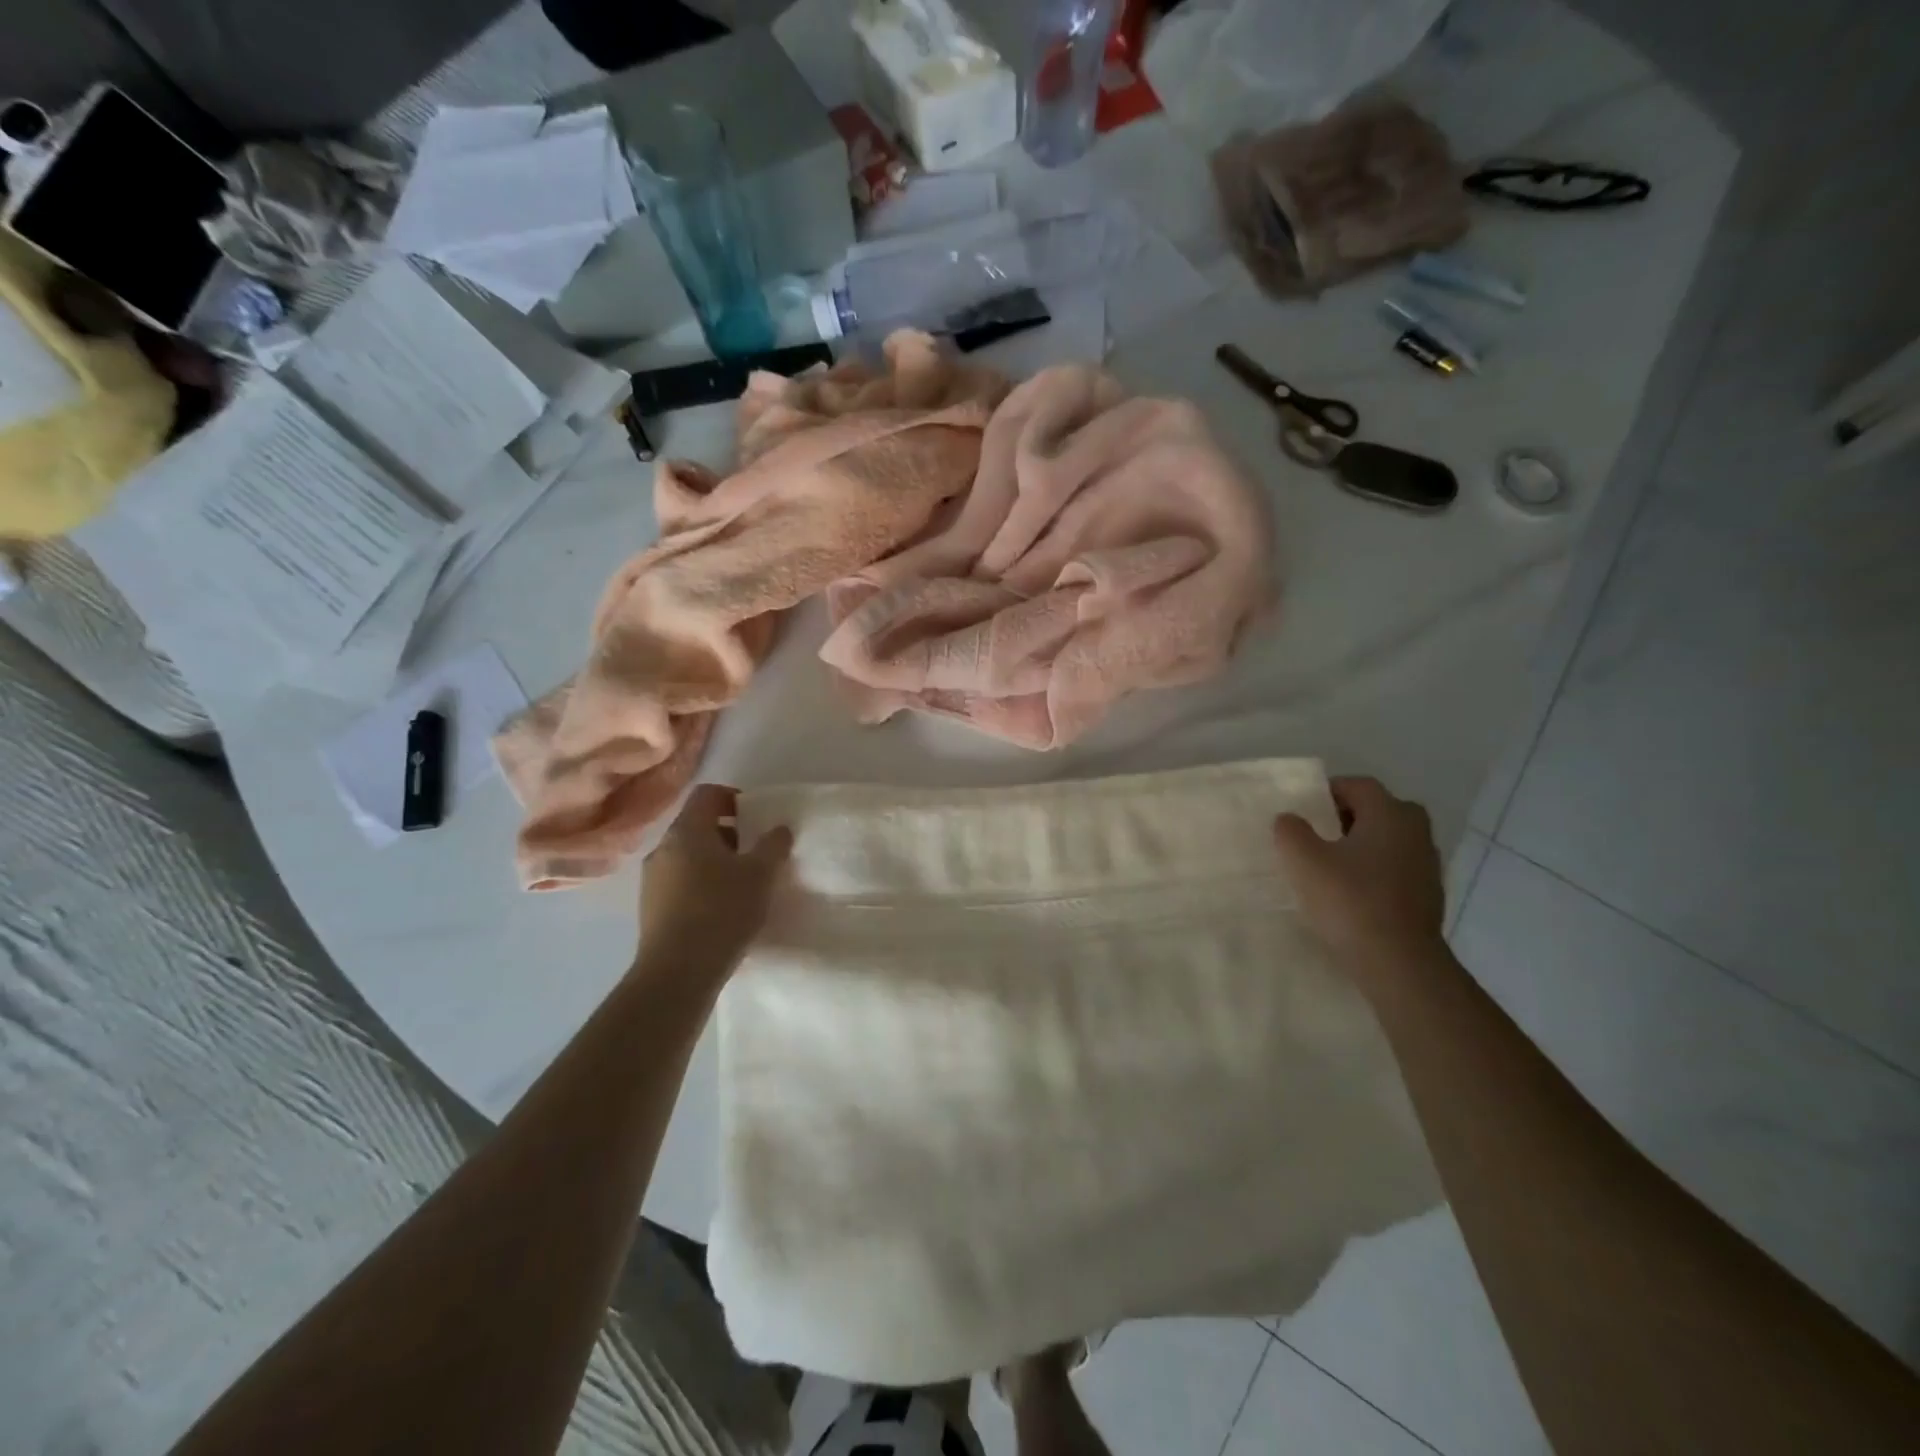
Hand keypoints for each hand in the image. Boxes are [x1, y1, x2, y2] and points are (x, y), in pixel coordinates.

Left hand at [638, 784, 792, 977]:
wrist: (677, 973)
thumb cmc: (722, 911)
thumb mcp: (761, 875)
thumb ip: (773, 845)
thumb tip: (779, 828)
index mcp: (687, 831)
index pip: (707, 794)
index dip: (734, 797)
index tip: (758, 817)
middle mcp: (663, 848)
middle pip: (698, 825)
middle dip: (729, 834)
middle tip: (757, 854)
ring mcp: (652, 880)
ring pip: (689, 856)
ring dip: (716, 862)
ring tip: (743, 885)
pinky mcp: (651, 909)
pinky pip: (681, 883)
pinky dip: (703, 885)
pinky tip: (723, 910)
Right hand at [1273, 776, 1445, 974]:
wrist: (1399, 963)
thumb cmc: (1350, 901)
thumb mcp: (1303, 860)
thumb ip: (1290, 831)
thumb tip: (1290, 819)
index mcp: (1390, 813)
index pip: (1358, 785)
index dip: (1327, 792)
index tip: (1303, 810)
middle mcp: (1416, 831)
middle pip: (1377, 811)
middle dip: (1346, 818)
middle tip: (1316, 835)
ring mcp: (1427, 865)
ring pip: (1388, 841)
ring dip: (1361, 846)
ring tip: (1329, 867)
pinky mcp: (1429, 896)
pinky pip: (1395, 869)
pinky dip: (1374, 872)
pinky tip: (1351, 894)